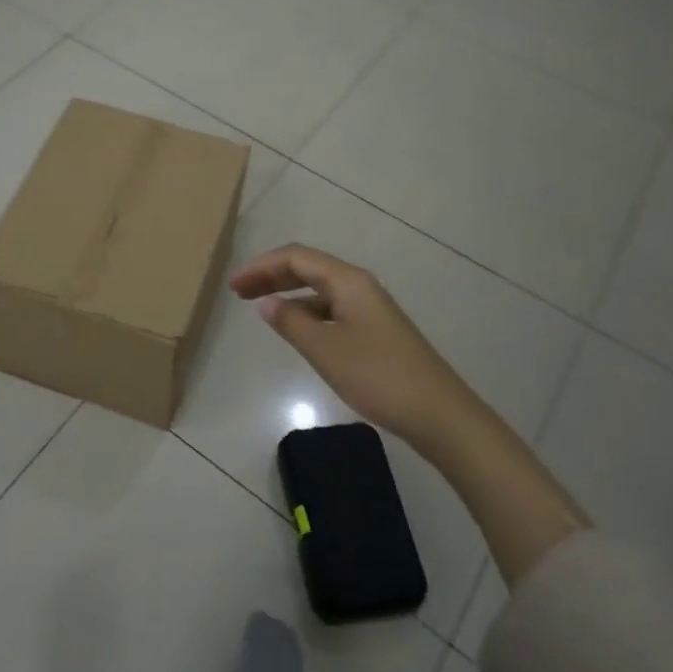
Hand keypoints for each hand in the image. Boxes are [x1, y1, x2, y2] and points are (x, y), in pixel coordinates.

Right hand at [229, 244, 467, 453]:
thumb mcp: (325, 349)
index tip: (233, 286)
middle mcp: (358, 286)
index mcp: (347, 281)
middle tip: (239, 292)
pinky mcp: (374, 330)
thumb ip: (291, 322)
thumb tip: (266, 302)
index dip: (261, 266)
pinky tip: (296, 329)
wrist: (439, 413)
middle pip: (308, 268)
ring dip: (288, 293)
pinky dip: (306, 311)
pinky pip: (330, 308)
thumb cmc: (378, 376)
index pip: (296, 257)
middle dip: (271, 275)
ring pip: (319, 288)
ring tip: (261, 308)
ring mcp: (369, 308)